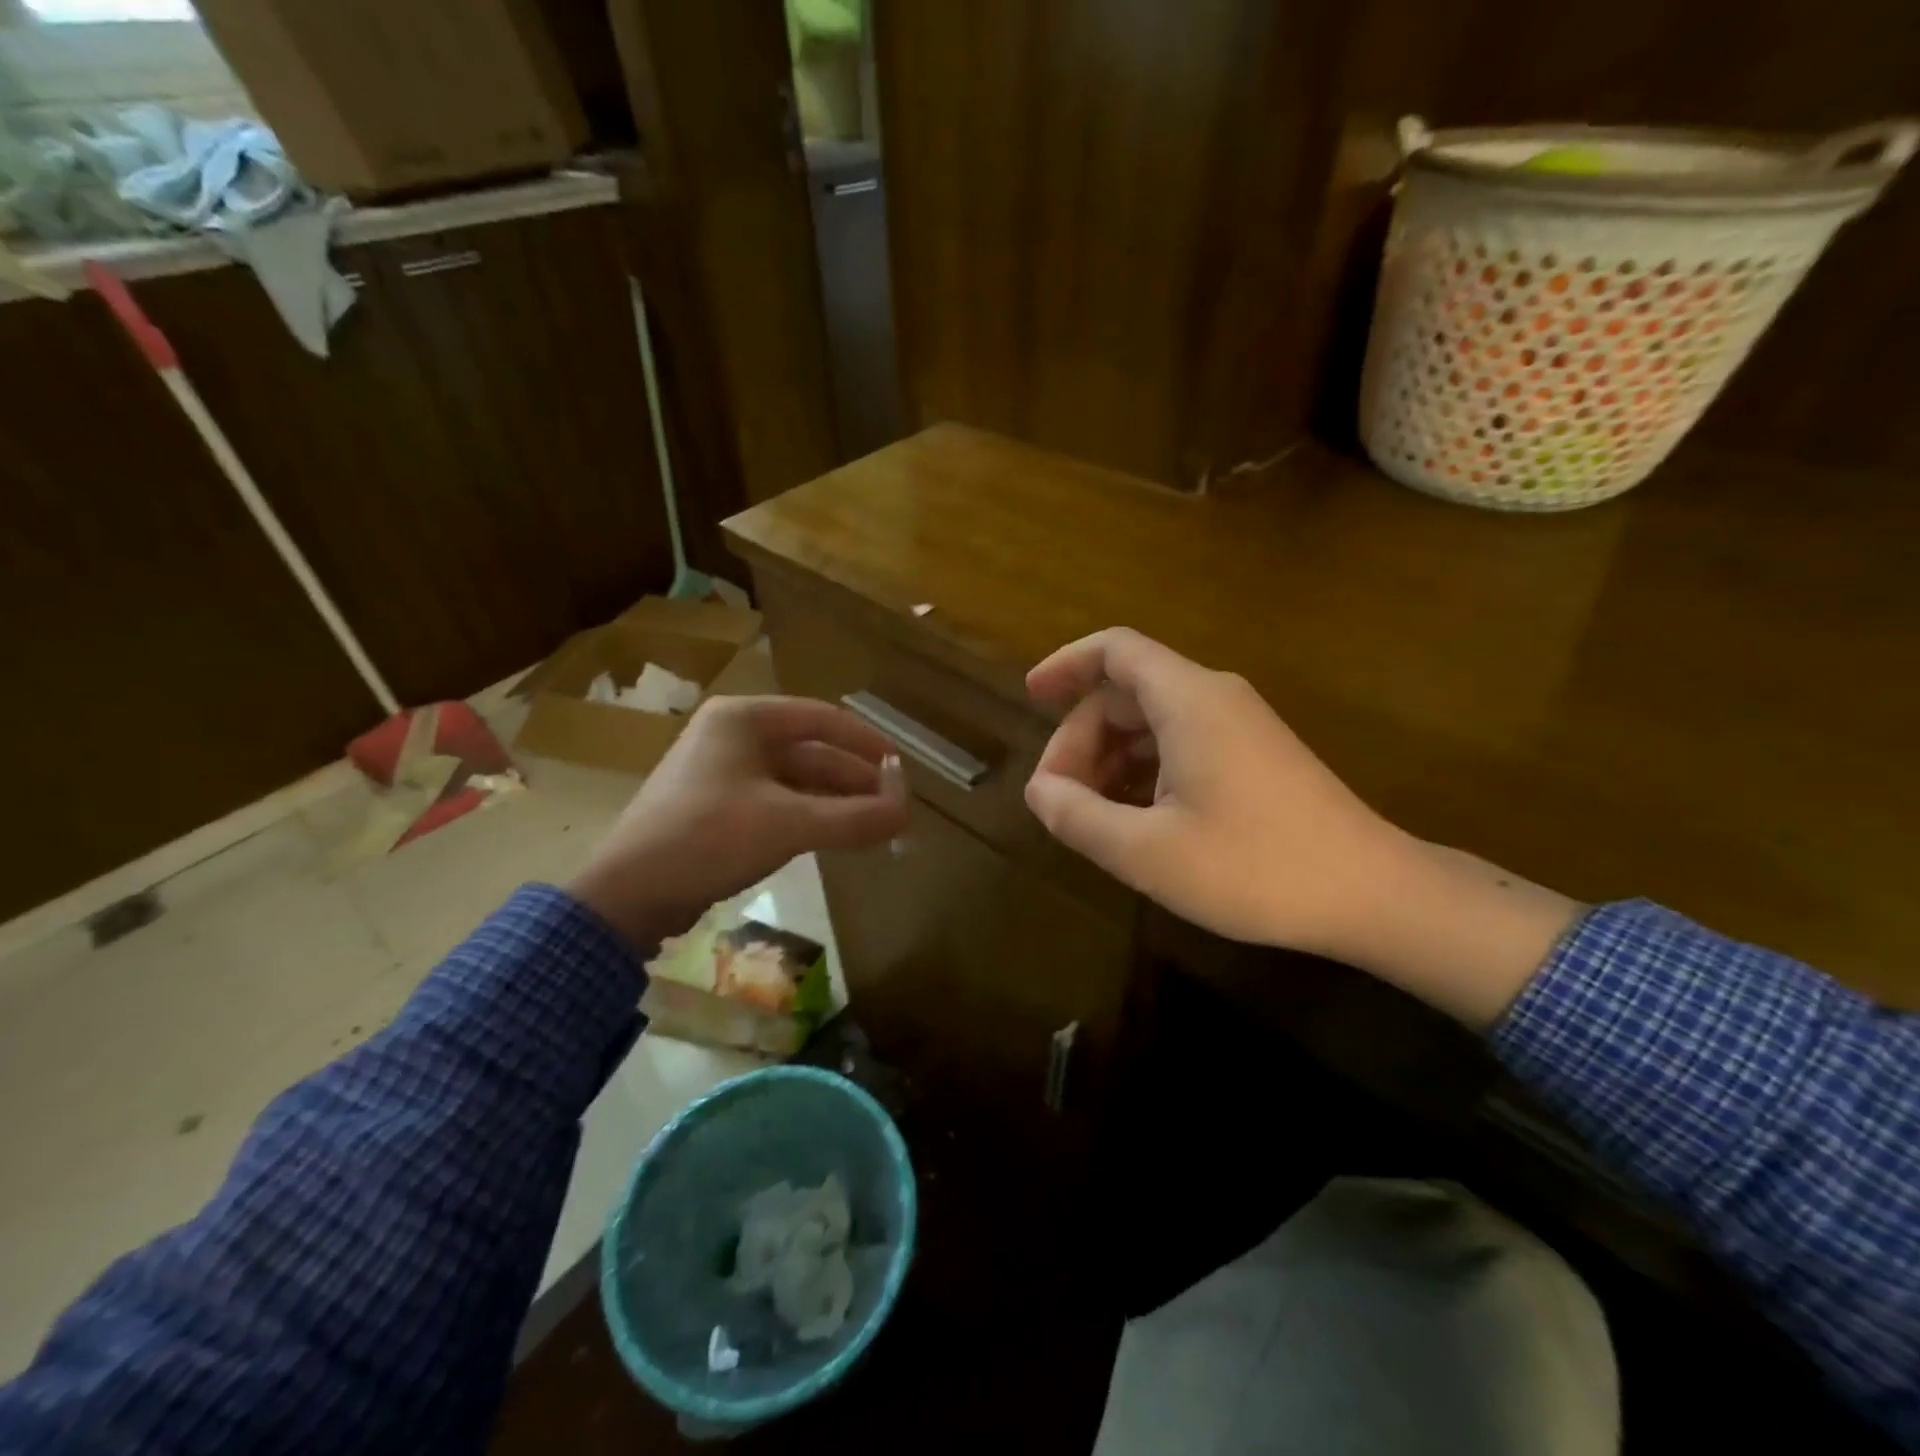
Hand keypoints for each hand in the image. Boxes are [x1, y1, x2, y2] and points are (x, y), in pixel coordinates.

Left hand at [566, 695, 908, 949]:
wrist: (627, 894)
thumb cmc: (708, 838)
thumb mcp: (788, 825)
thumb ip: (853, 818)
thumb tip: (907, 815)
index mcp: (745, 718)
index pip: (823, 718)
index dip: (867, 743)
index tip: (902, 769)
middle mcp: (733, 735)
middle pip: (811, 750)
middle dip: (854, 778)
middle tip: (892, 806)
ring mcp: (722, 771)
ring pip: (795, 778)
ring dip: (834, 800)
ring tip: (873, 825)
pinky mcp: (716, 806)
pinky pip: (776, 801)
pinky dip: (808, 816)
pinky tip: (834, 836)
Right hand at [1023, 628, 1407, 957]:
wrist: (1371, 893)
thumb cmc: (1254, 867)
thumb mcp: (1146, 851)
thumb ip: (1078, 817)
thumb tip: (1038, 792)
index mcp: (1188, 701)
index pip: (1115, 650)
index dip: (1066, 665)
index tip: (1030, 698)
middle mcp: (1214, 698)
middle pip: (1126, 693)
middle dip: (1081, 739)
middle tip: (1058, 799)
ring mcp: (1238, 727)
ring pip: (1152, 722)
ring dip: (1110, 759)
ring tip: (1089, 815)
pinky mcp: (1253, 756)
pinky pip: (1180, 744)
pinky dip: (1143, 770)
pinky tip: (1134, 820)